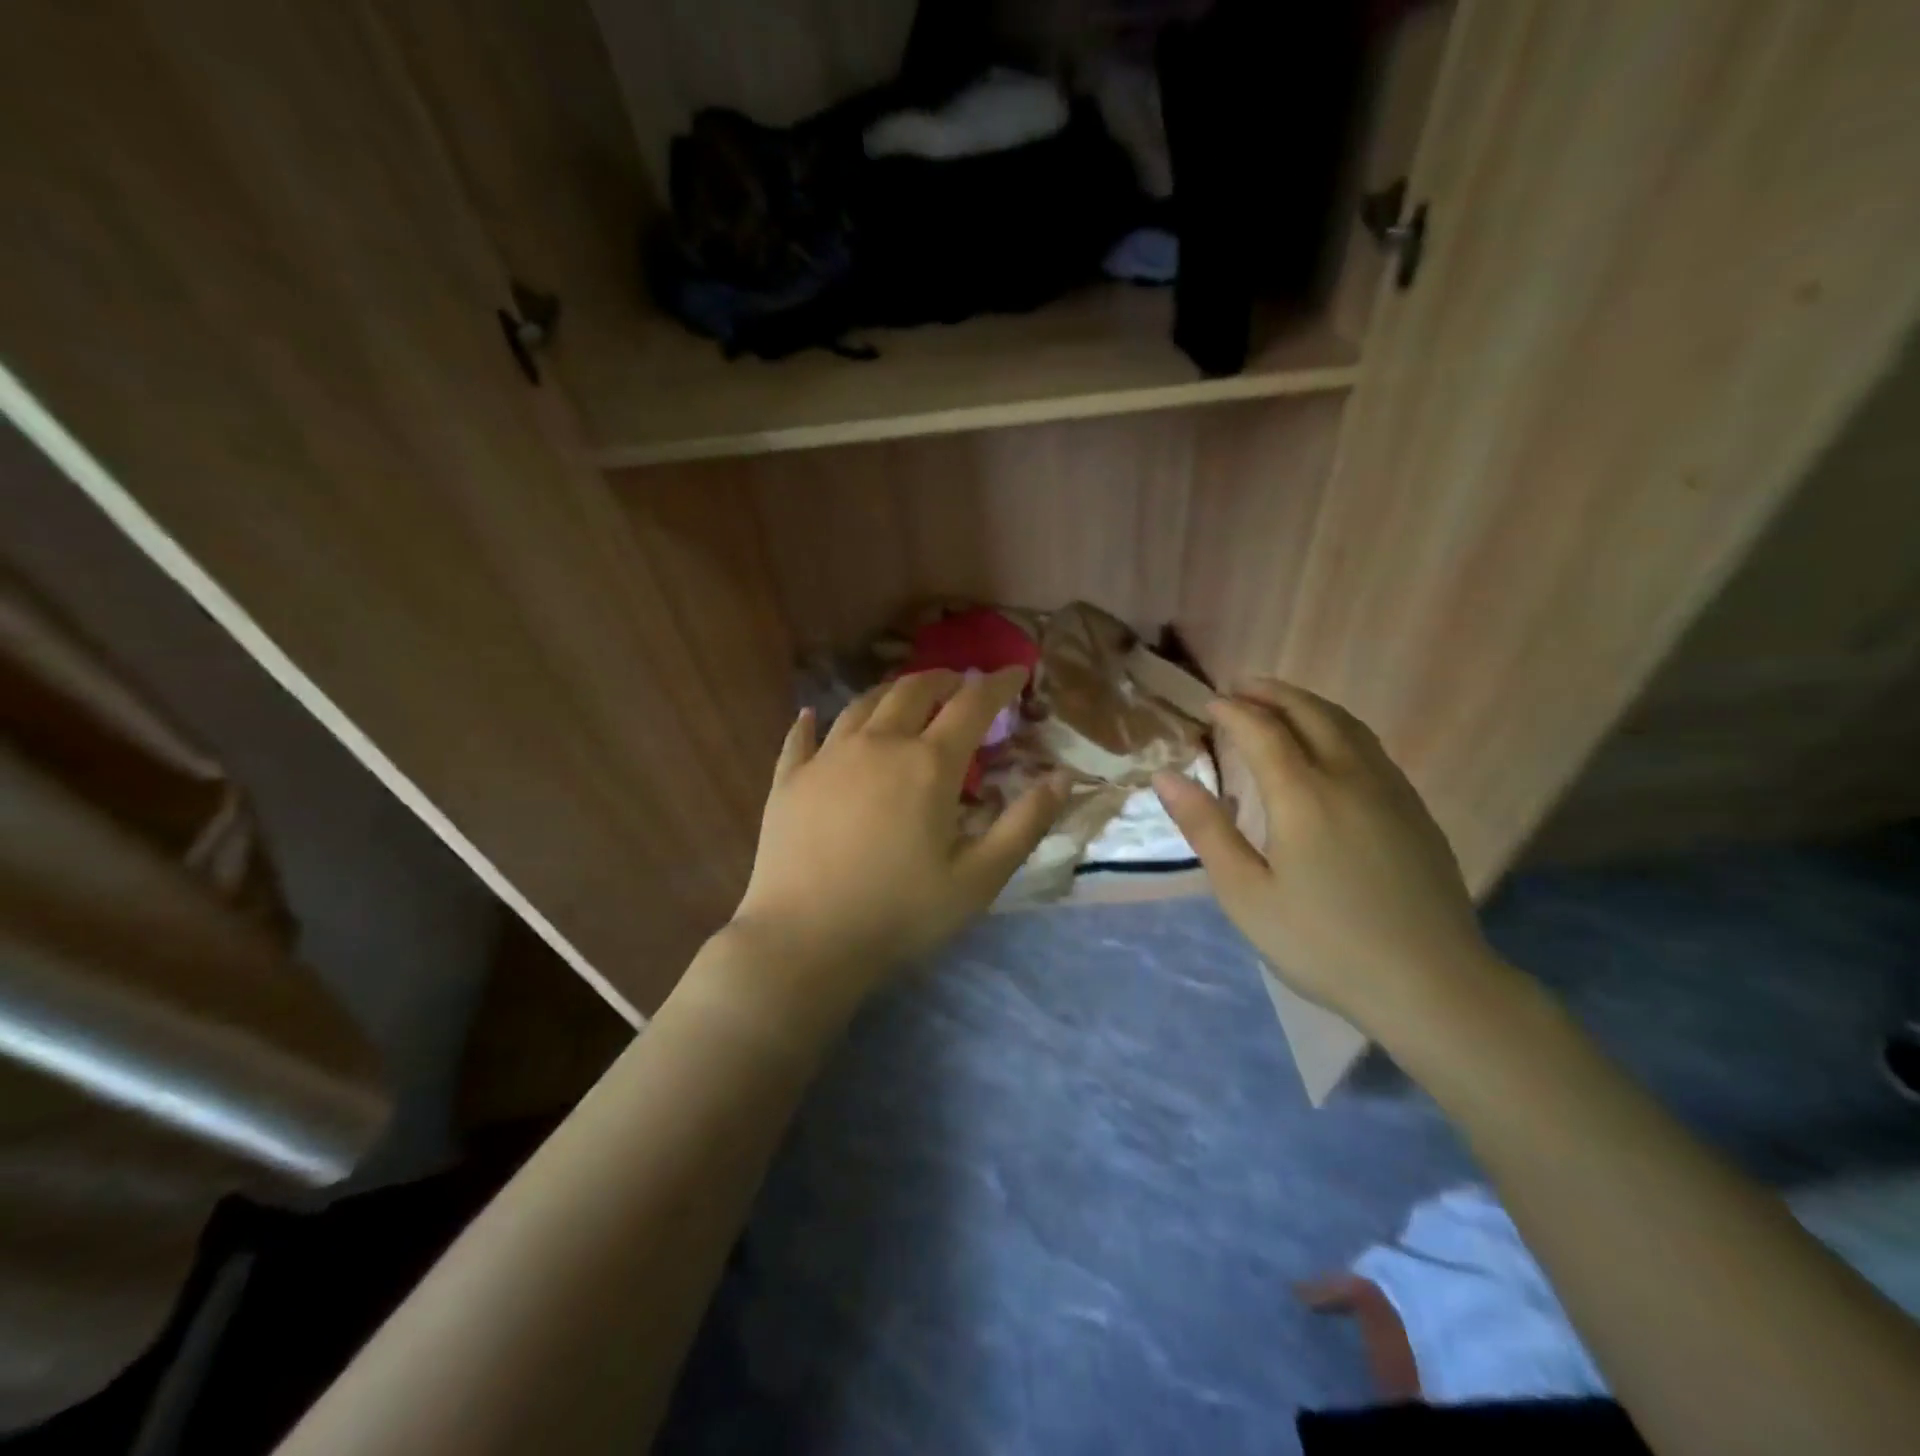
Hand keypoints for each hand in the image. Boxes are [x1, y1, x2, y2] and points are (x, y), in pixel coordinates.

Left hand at [730, 667, 1066, 997]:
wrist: (804, 940)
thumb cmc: (900, 913)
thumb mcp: (979, 878)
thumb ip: (1024, 824)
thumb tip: (1063, 777)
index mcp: (929, 764)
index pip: (972, 704)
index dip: (999, 683)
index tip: (1017, 672)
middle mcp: (878, 744)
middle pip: (913, 690)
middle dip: (944, 680)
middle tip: (959, 684)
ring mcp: (827, 757)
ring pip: (863, 704)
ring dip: (891, 692)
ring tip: (904, 697)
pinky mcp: (789, 779)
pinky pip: (802, 736)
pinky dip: (814, 721)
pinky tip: (813, 715)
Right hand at [1153, 679, 1491, 1029]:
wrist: (1432, 984)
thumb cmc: (1323, 943)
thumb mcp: (1246, 893)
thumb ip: (1206, 829)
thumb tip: (1165, 776)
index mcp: (1303, 795)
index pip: (1262, 730)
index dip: (1232, 711)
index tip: (1208, 704)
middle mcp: (1349, 777)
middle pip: (1309, 713)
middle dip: (1271, 693)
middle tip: (1240, 688)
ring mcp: (1391, 790)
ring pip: (1347, 724)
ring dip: (1308, 704)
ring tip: (1280, 703)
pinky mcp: (1415, 810)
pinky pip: (1370, 746)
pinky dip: (1338, 727)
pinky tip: (1329, 747)